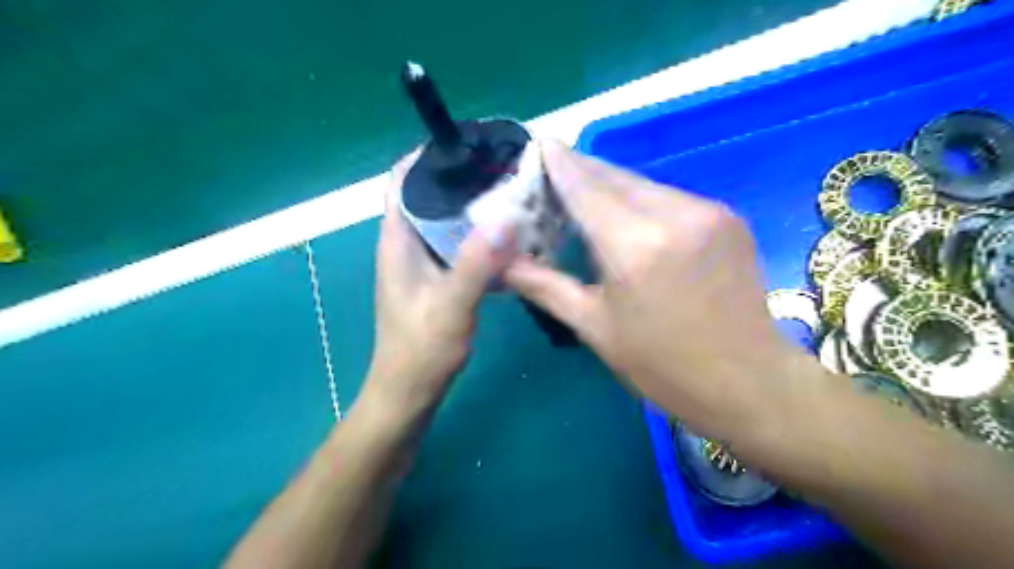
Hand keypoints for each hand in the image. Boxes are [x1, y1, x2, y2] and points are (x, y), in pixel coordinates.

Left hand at [365, 149, 514, 416]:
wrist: (408, 393)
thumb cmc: (421, 351)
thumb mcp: (451, 306)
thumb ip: (476, 263)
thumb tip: (507, 216)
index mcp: (398, 239)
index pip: (403, 178)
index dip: (430, 155)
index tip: (472, 145)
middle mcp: (406, 243)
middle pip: (429, 194)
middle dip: (462, 177)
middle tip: (505, 169)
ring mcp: (421, 262)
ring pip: (445, 219)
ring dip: (472, 205)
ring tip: (511, 194)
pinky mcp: (435, 278)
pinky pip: (456, 243)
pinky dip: (477, 233)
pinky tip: (506, 237)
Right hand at [508, 139, 812, 434]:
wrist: (749, 382)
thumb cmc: (662, 365)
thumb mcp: (595, 328)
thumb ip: (546, 286)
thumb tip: (503, 264)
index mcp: (634, 247)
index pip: (586, 188)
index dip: (560, 163)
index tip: (540, 145)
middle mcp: (673, 215)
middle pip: (615, 177)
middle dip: (582, 171)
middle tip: (553, 175)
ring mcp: (707, 211)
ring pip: (643, 184)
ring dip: (611, 186)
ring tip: (585, 200)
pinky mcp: (727, 217)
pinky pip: (670, 197)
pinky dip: (641, 200)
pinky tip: (629, 218)